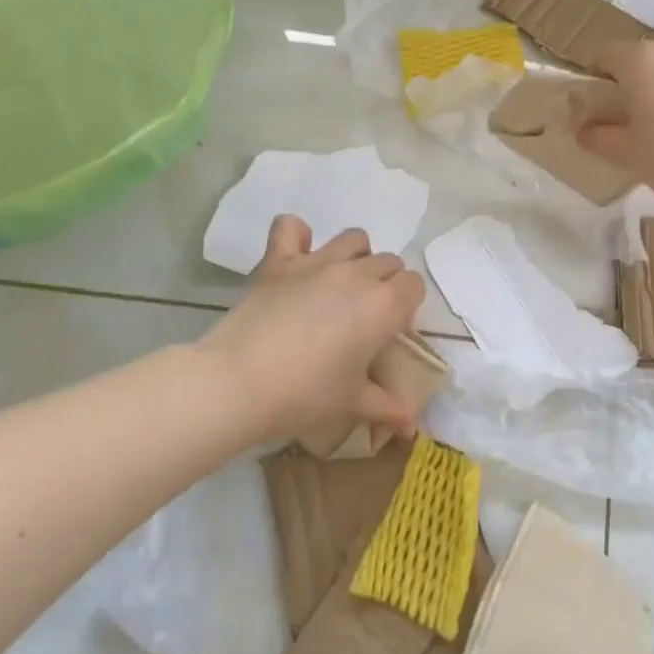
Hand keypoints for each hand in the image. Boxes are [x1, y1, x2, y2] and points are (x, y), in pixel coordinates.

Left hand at [198, 215, 426, 444]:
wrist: (239, 383)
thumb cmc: (305, 394)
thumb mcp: (352, 402)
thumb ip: (387, 406)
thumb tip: (412, 425)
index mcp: (383, 304)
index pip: (414, 285)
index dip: (406, 307)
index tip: (387, 334)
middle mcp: (356, 273)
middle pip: (388, 262)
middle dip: (385, 284)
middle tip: (363, 319)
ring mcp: (317, 261)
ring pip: (354, 239)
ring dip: (355, 256)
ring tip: (339, 286)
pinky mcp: (279, 261)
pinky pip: (290, 227)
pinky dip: (297, 235)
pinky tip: (296, 254)